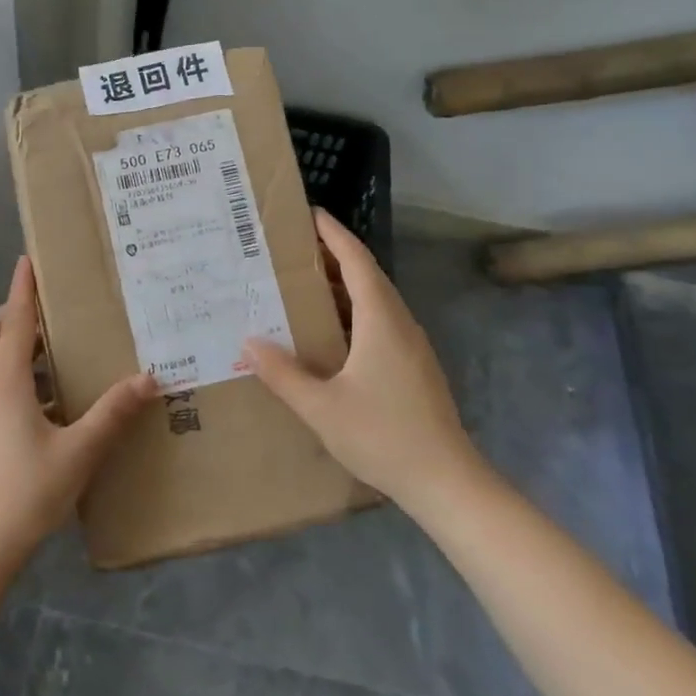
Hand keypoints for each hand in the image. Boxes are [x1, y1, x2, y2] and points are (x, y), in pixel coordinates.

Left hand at [0, 256, 156, 571]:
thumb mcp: (78, 452)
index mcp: (7, 382)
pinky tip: (47, 394)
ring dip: (12, 341)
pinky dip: (15, 372)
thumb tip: (148, 376)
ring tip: (50, 341)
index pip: (16, 321)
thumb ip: (112, 413)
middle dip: (12, 311)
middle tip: (43, 302)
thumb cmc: (25, 493)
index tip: (27, 258)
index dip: (23, 289)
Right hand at [245, 210, 486, 512]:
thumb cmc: (383, 437)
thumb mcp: (321, 408)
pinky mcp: (415, 366)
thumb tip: (248, 342)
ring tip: (305, 283)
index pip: (357, 261)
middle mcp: (400, 323)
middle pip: (368, 275)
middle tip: (295, 248)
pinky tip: (331, 332)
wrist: (447, 482)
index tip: (311, 213)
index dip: (334, 234)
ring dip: (344, 285)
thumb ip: (283, 374)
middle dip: (335, 255)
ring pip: (376, 300)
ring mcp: (412, 346)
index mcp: (381, 320)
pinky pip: (381, 321)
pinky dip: (354, 310)